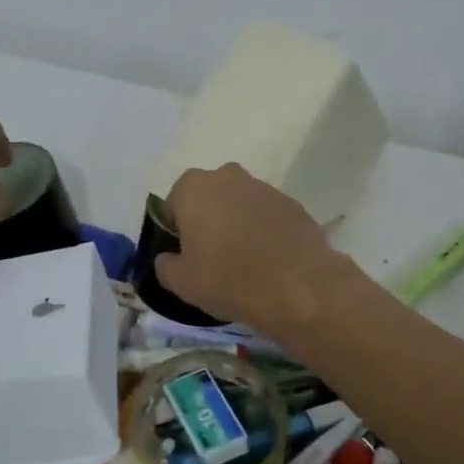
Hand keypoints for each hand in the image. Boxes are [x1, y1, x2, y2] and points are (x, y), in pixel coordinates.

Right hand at [154, 164, 351, 343]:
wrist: (298, 287)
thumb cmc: (228, 279)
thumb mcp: (181, 282)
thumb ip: (165, 265)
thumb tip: (168, 258)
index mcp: (194, 187)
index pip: (173, 205)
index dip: (177, 232)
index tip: (186, 257)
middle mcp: (228, 176)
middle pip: (209, 199)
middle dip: (208, 222)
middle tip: (213, 258)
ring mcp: (264, 187)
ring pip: (240, 205)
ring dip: (237, 225)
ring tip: (244, 263)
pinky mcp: (293, 203)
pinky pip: (268, 216)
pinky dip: (265, 232)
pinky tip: (269, 261)